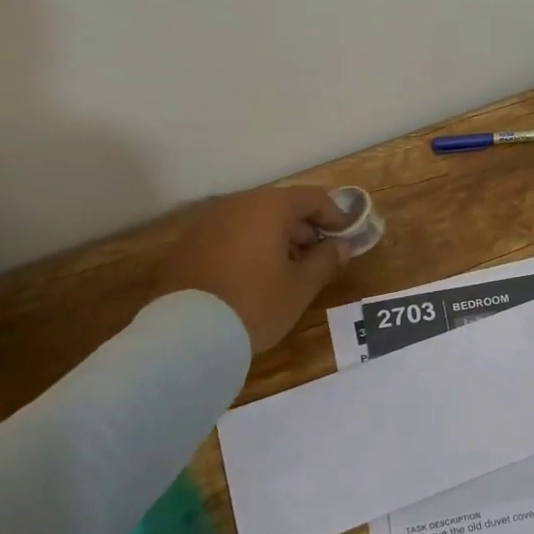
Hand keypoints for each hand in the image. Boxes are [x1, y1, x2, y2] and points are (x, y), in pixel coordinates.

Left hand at [154, 187, 356, 352]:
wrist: (186, 336)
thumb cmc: (256, 304)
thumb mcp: (301, 286)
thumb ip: (326, 260)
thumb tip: (341, 246)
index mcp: (268, 207)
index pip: (312, 197)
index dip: (335, 215)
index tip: (348, 237)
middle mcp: (235, 205)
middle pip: (280, 206)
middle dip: (303, 228)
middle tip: (319, 257)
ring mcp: (206, 224)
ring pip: (251, 221)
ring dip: (274, 238)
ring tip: (287, 271)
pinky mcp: (186, 246)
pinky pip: (228, 237)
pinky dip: (247, 248)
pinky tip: (253, 278)